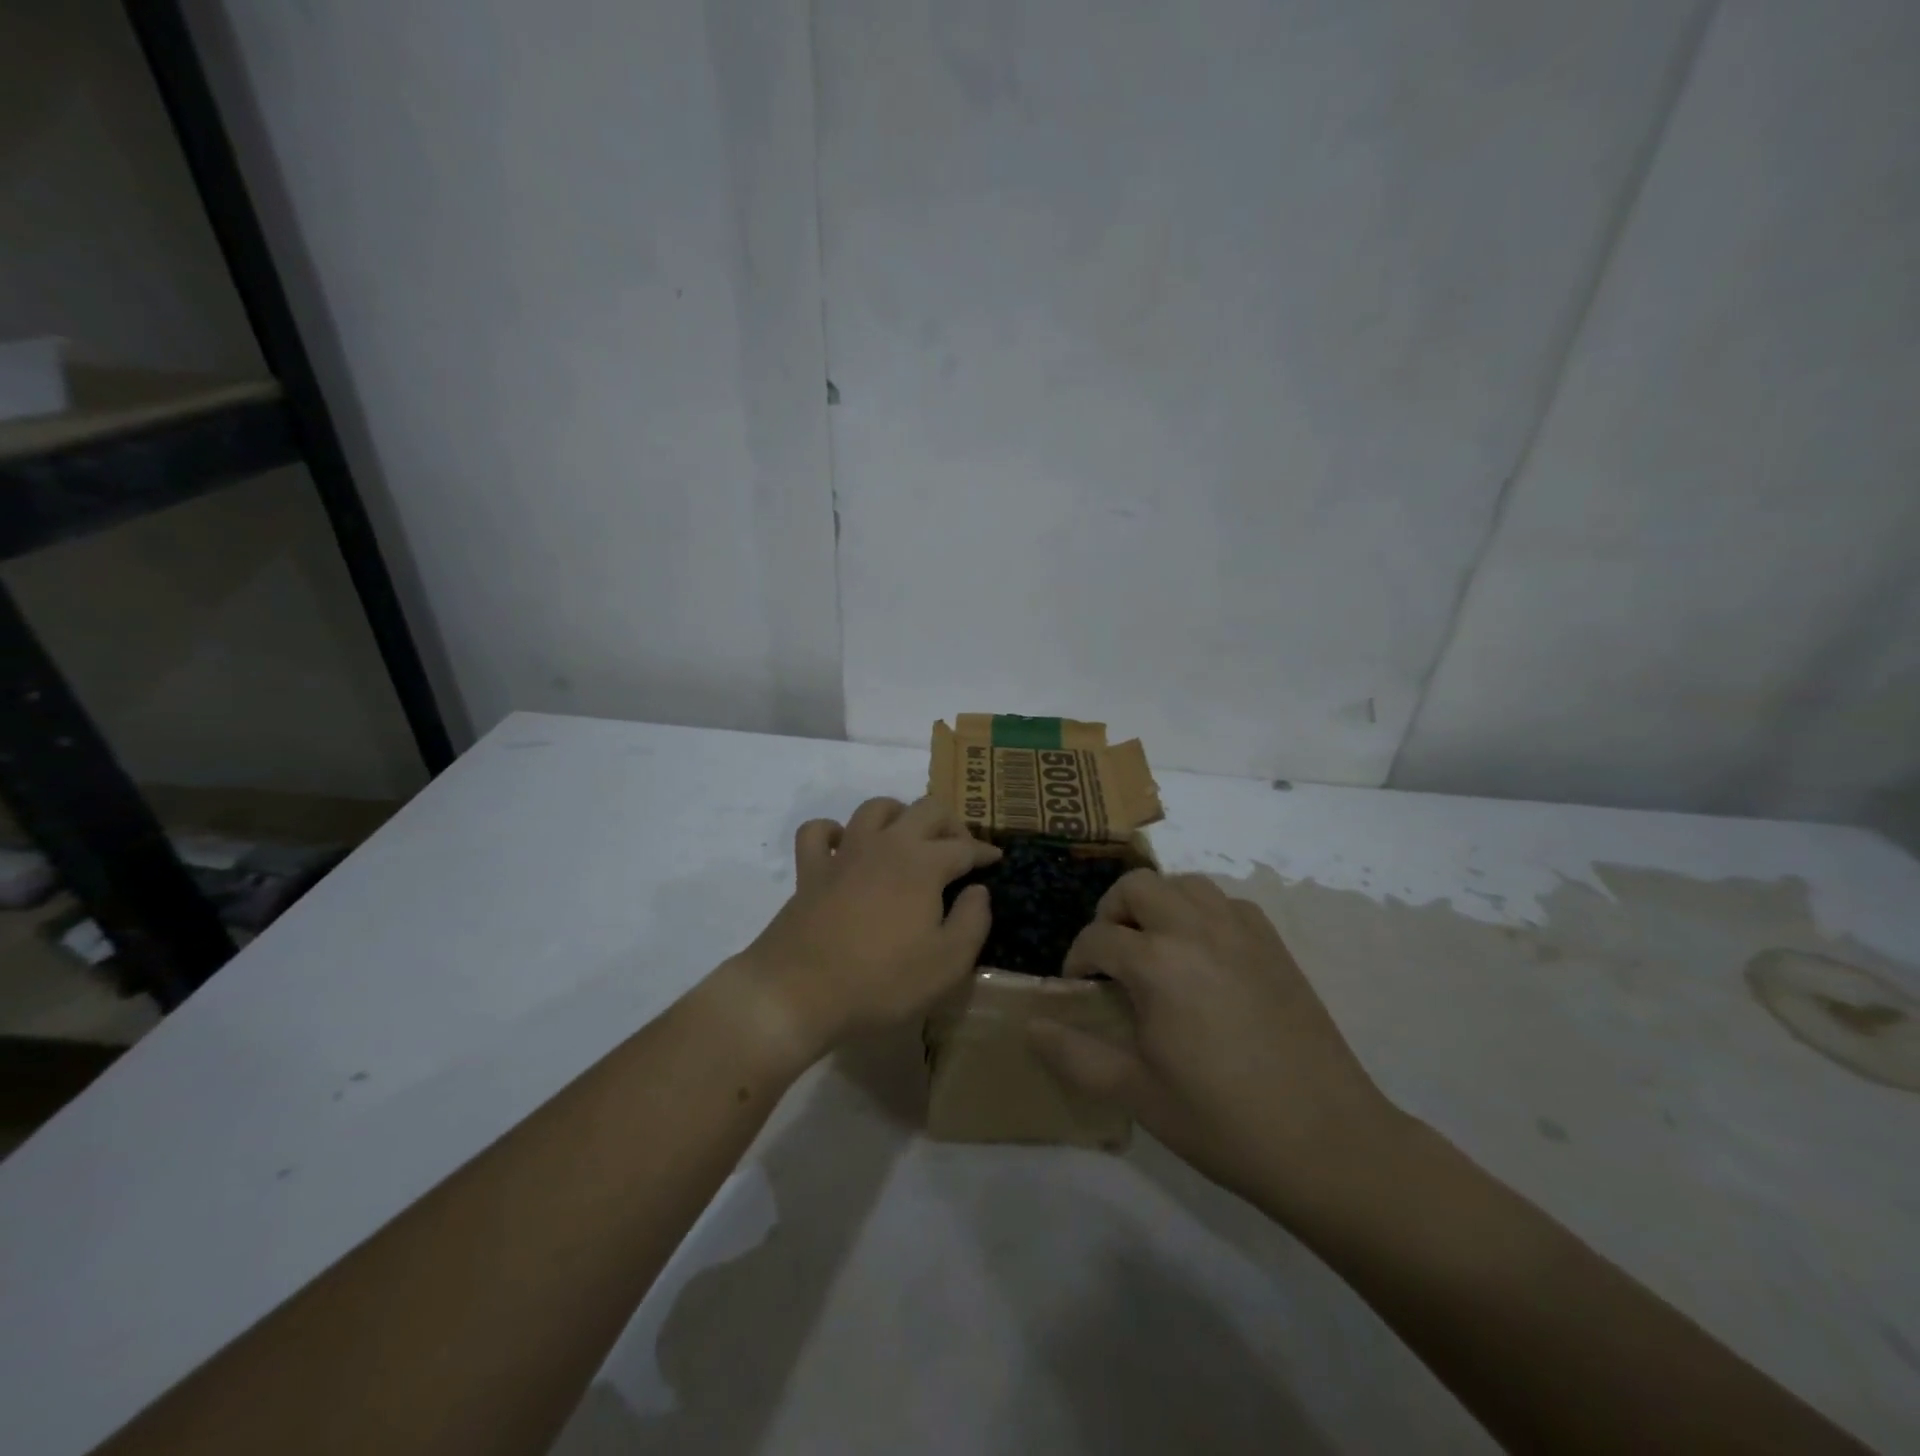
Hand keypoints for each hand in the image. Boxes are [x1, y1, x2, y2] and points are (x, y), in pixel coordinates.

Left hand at [723, 796, 999, 1069]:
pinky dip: (834, 831)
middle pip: (926, 809)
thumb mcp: (948, 963)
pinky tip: (844, 846)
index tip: (996, 860)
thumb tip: (978, 890)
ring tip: (909, 837)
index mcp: (923, 863)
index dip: (984, 851)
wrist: (799, 993)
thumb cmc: (882, 981)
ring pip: (876, 808)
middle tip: (960, 847)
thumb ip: (973, 921)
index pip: (963, 846)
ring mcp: (845, 853)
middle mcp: (886, 844)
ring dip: (899, 814)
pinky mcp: (810, 870)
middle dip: (950, 822)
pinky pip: (819, 831)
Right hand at [1030, 870, 1399, 1215]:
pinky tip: (1204, 955)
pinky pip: (1226, 903)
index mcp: (1158, 964)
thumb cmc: (1222, 1122)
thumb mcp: (1137, 1095)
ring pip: (1185, 884)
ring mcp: (1241, 932)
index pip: (1098, 938)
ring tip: (1156, 947)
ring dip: (1158, 904)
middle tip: (1112, 956)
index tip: (1077, 987)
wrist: (1327, 1142)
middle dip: (1112, 913)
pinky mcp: (1274, 944)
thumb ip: (1075, 1055)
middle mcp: (1196, 930)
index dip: (1077, 960)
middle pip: (1137, 887)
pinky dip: (1203, 912)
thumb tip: (1032, 1027)